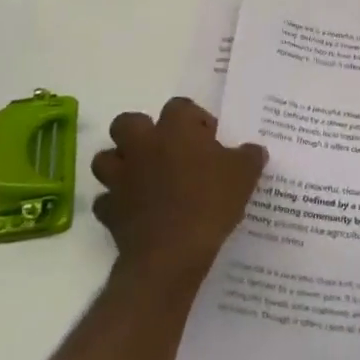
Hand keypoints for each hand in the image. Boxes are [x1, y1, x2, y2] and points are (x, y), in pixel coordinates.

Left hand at [91, 98, 266, 291]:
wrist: (172, 252)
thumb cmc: (210, 202)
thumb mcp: (244, 175)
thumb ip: (249, 156)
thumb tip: (253, 150)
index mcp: (175, 129)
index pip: (179, 106)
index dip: (193, 120)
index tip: (208, 139)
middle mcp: (142, 145)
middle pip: (127, 123)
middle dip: (141, 132)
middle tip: (165, 150)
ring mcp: (121, 177)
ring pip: (106, 159)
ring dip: (121, 165)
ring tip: (143, 178)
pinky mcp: (109, 210)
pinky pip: (106, 200)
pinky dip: (117, 204)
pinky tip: (135, 212)